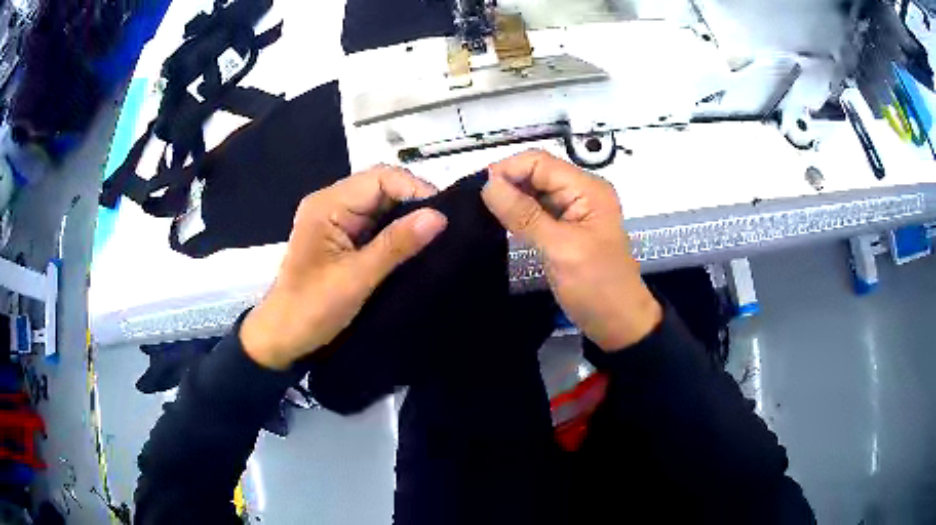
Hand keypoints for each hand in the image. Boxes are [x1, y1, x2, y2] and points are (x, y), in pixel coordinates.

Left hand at [240, 166, 447, 369]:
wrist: (283, 338)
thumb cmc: (312, 309)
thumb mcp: (356, 277)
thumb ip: (396, 244)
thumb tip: (439, 217)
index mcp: (328, 205)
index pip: (380, 178)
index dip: (414, 189)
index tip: (444, 215)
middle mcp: (331, 204)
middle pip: (381, 187)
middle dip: (414, 202)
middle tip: (445, 227)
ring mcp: (336, 221)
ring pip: (381, 206)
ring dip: (407, 218)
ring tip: (437, 235)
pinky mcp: (342, 238)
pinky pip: (375, 224)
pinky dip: (396, 232)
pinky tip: (416, 245)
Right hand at [482, 150, 661, 350]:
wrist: (619, 323)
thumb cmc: (597, 287)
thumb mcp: (561, 249)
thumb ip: (525, 215)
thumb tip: (488, 185)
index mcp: (587, 189)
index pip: (539, 162)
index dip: (508, 170)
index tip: (479, 193)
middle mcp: (581, 192)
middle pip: (536, 173)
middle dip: (507, 184)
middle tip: (477, 206)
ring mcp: (574, 210)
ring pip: (534, 191)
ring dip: (511, 199)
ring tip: (484, 214)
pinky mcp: (566, 228)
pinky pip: (538, 211)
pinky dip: (519, 214)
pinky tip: (502, 223)